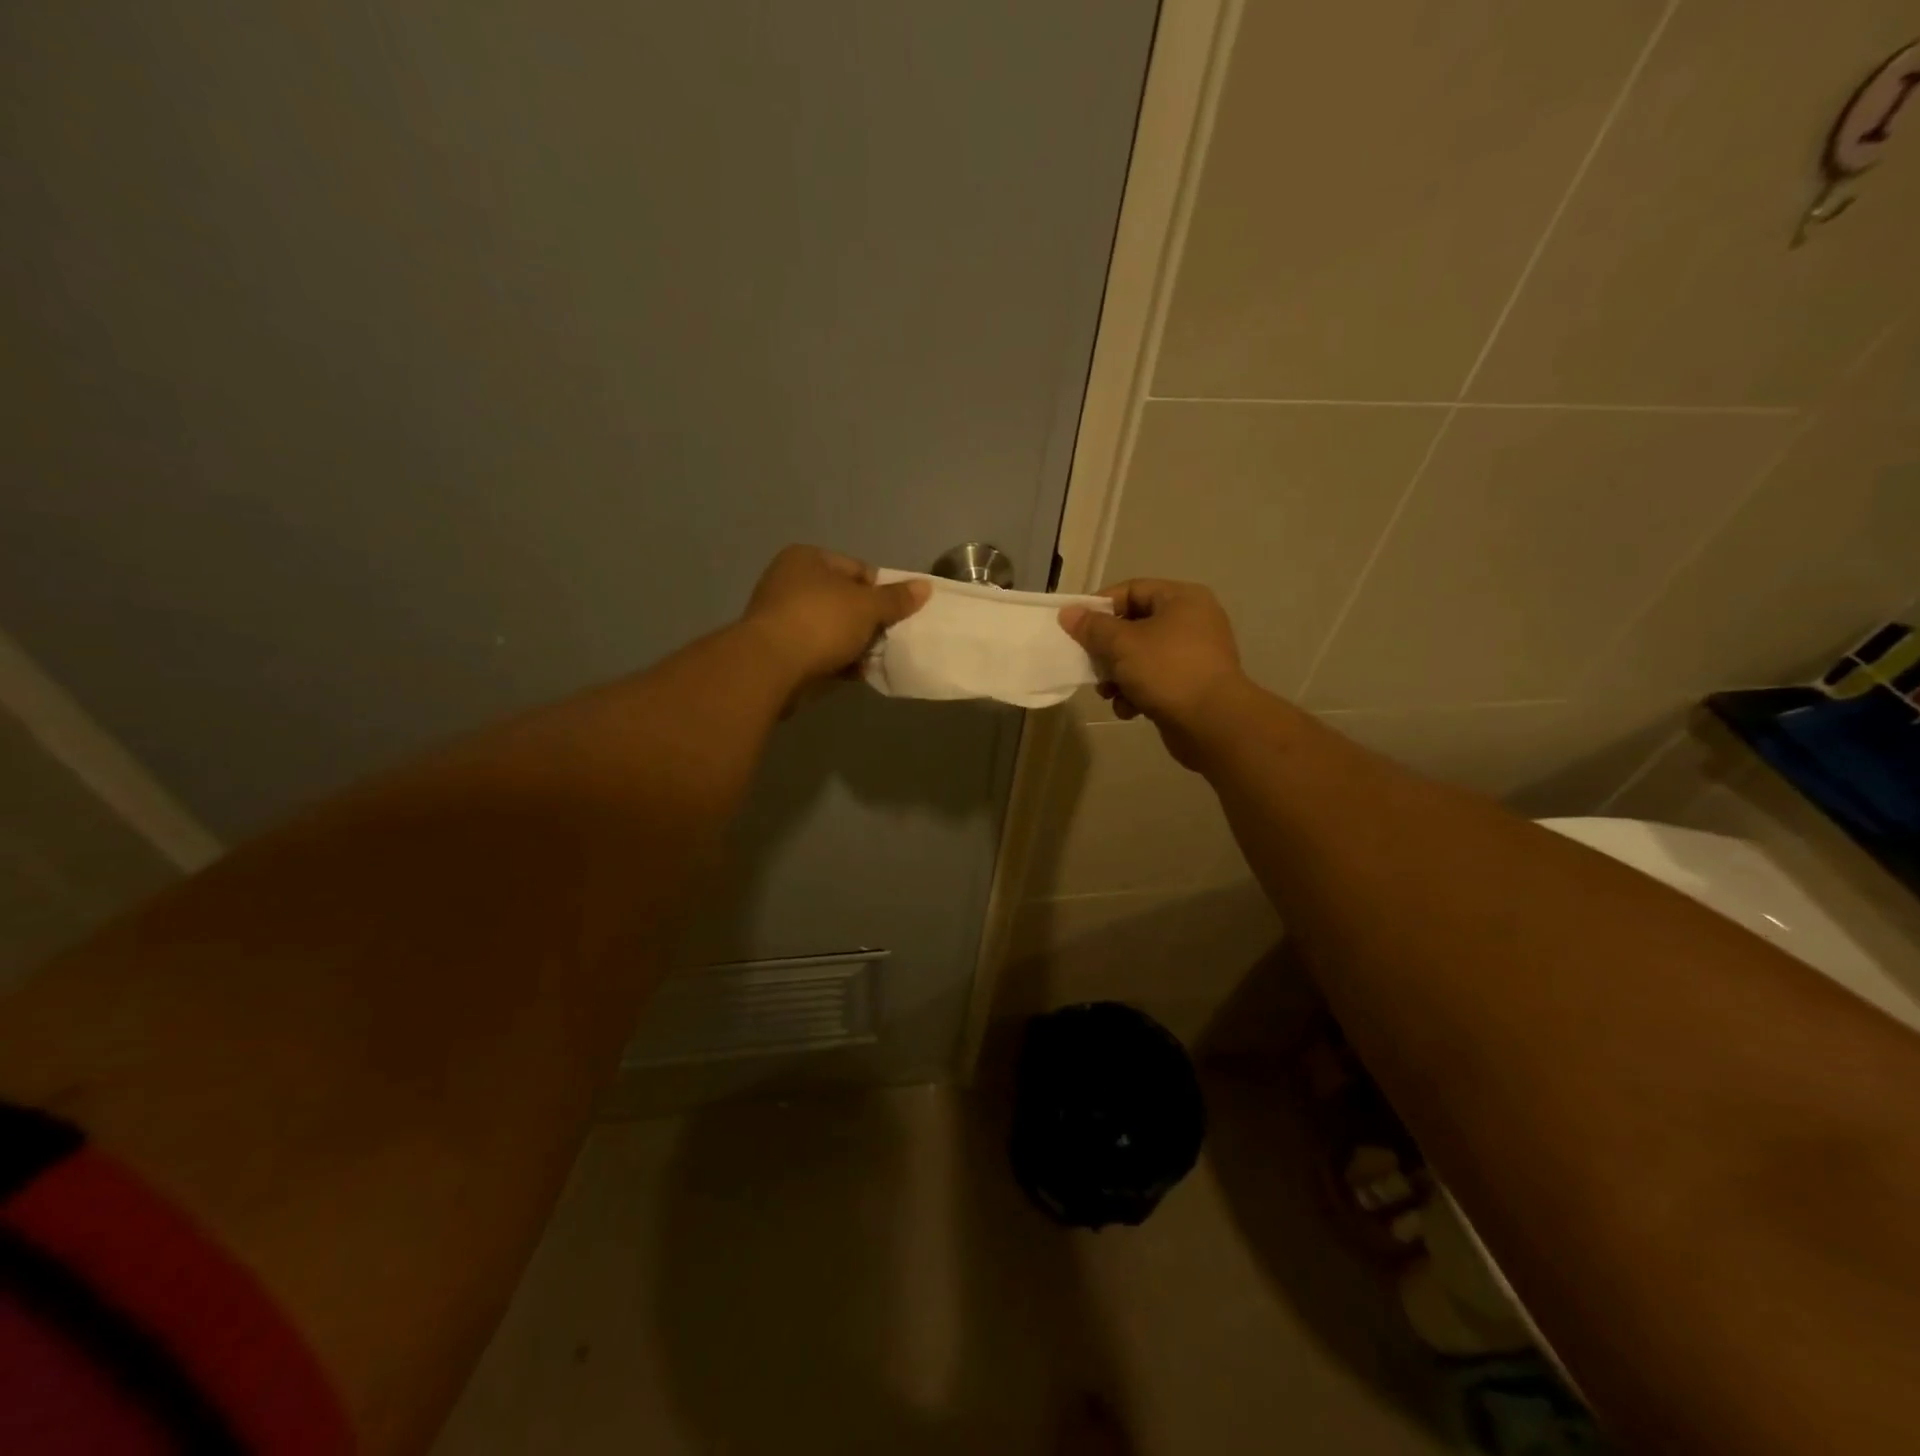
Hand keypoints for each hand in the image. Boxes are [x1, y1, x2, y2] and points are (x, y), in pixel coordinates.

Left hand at [741, 546, 929, 690]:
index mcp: (807, 558)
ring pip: (833, 629)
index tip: (897, 615)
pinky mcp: (780, 650)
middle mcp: (790, 581)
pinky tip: (855, 674)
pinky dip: (837, 661)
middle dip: (869, 622)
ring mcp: (782, 617)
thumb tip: (925, 586)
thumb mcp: (867, 606)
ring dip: (855, 644)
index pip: (858, 570)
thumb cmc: (821, 622)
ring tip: (874, 660)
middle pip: (845, 601)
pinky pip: (819, 651)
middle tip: (889, 640)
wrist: (770, 667)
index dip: (882, 592)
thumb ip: (896, 598)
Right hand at [1059, 579, 1248, 765]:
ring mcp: (1194, 655)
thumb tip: (1068, 613)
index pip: (1131, 589)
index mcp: (1182, 599)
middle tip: (1090, 665)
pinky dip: (1137, 694)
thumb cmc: (1167, 671)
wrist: (1213, 723)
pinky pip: (1155, 681)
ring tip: (1108, 693)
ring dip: (1118, 676)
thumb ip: (1093, 627)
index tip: (1076, 627)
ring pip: (1141, 657)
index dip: (1100, 606)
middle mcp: (1192, 621)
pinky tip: (1129, 710)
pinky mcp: (1191, 685)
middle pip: (1134, 626)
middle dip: (1107, 650)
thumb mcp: (1122, 644)